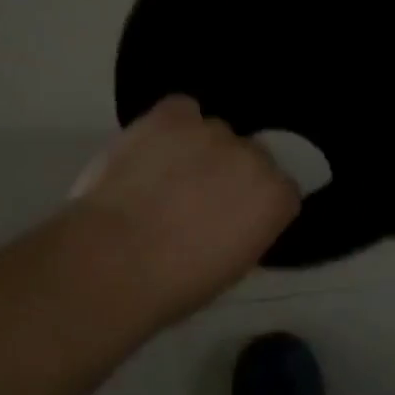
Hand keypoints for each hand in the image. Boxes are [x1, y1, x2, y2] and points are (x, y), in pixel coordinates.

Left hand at [68, 97, 299, 323]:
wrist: (113, 262)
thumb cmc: (174, 285)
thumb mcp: (230, 268)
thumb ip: (245, 229)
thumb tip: (231, 217)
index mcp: (275, 199)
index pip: (281, 190)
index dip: (254, 203)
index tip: (231, 219)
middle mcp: (253, 156)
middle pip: (251, 156)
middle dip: (229, 173)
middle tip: (195, 198)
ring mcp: (213, 131)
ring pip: (214, 132)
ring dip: (198, 150)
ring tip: (163, 175)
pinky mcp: (173, 115)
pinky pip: (182, 110)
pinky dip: (172, 125)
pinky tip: (153, 147)